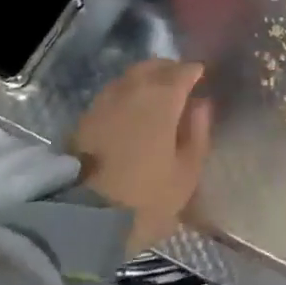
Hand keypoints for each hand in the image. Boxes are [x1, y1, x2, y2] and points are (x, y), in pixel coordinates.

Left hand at [73, 59, 211, 250]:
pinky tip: (132, 113)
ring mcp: (104, 101)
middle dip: (170, 70)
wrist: (83, 218)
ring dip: (146, 80)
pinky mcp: (84, 117)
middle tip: (181, 85)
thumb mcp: (186, 173)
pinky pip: (113, 94)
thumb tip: (201, 105)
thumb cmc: (146, 198)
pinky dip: (127, 95)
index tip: (202, 79)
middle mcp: (132, 89)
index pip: (183, 71)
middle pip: (154, 66)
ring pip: (130, 77)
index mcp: (162, 98)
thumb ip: (198, 133)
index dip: (195, 73)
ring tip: (156, 99)